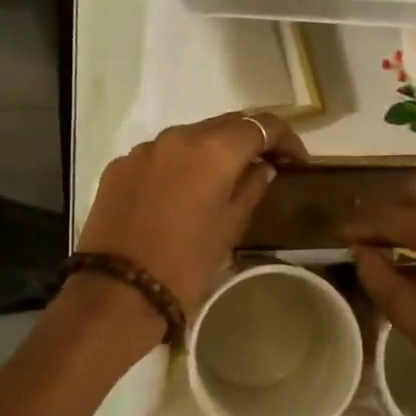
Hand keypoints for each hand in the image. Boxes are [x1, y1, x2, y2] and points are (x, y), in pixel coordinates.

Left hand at [77, 112, 306, 317]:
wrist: (118, 291)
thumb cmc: (186, 264)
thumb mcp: (230, 228)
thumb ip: (251, 188)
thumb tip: (263, 167)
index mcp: (214, 149)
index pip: (261, 124)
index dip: (285, 138)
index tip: (296, 161)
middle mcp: (178, 136)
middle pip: (223, 125)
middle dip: (247, 141)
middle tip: (264, 165)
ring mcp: (143, 149)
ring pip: (188, 139)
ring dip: (209, 152)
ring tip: (219, 181)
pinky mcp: (119, 166)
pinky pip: (157, 156)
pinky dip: (176, 167)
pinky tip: (177, 195)